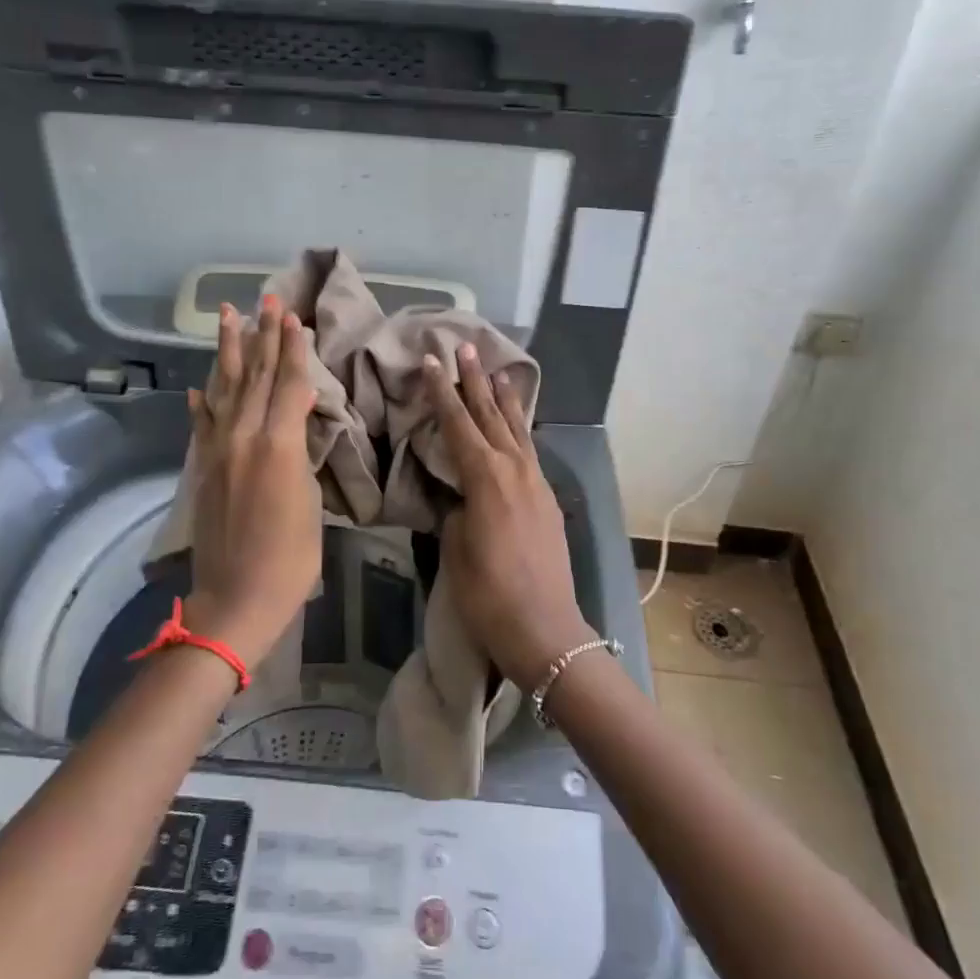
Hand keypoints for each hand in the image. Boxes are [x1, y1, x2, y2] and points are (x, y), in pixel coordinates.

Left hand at [182, 296, 321, 668]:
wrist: (236, 598)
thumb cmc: (291, 558)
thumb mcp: (311, 502)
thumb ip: (301, 456)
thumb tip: (296, 428)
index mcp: (279, 445)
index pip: (290, 384)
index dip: (294, 349)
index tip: (294, 317)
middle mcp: (245, 437)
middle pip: (258, 377)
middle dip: (264, 336)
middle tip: (267, 299)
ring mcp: (218, 451)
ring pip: (226, 390)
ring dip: (230, 352)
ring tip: (229, 317)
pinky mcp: (202, 469)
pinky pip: (202, 425)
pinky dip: (201, 403)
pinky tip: (198, 386)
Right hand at [423, 343, 593, 688]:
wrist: (545, 629)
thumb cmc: (488, 594)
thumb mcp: (455, 550)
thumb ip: (456, 513)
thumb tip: (461, 499)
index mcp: (485, 478)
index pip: (458, 424)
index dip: (442, 393)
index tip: (431, 363)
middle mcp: (514, 470)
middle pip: (491, 416)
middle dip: (475, 382)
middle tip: (466, 349)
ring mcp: (536, 483)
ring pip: (517, 430)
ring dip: (505, 400)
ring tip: (498, 373)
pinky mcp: (548, 500)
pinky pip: (530, 451)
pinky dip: (520, 430)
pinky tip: (517, 427)